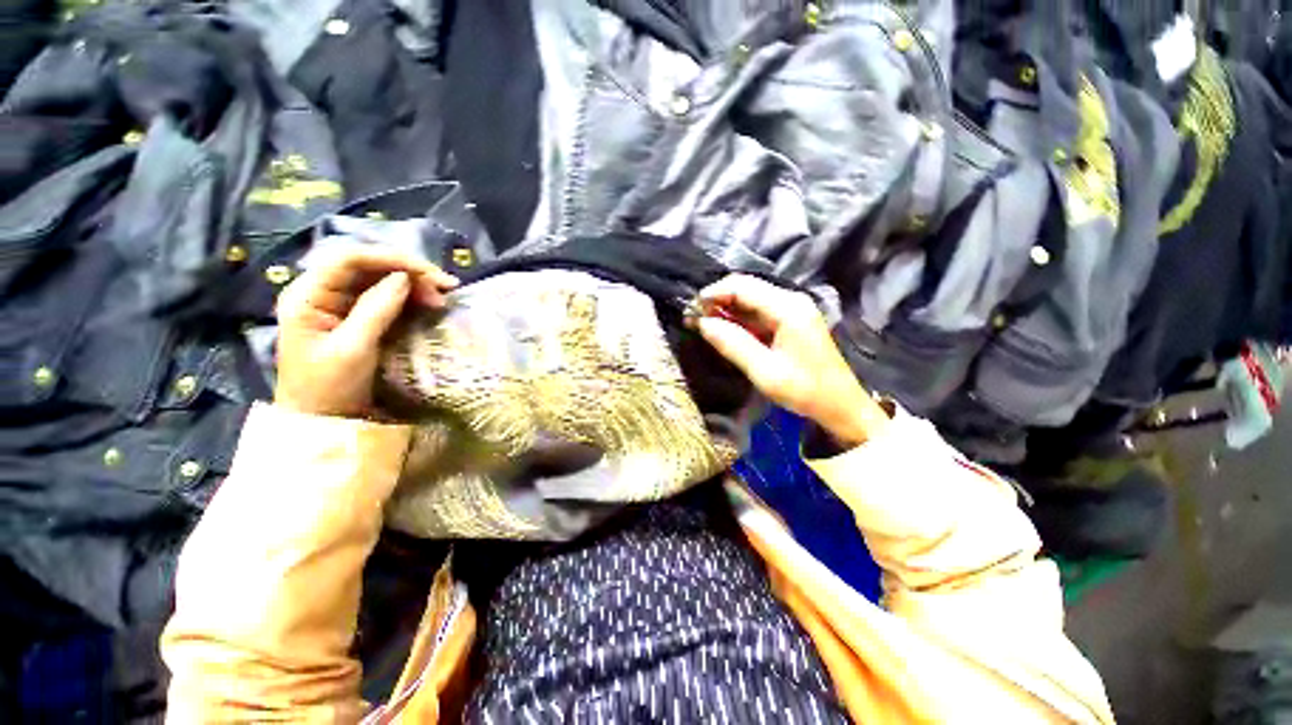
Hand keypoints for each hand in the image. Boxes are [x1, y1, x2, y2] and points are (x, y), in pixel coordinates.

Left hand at [275, 249, 458, 417]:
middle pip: (369, 267)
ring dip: (414, 285)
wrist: (322, 420)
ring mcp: (341, 305)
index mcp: (309, 295)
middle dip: (408, 272)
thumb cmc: (328, 387)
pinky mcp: (358, 318)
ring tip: (441, 299)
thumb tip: (404, 277)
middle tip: (444, 288)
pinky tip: (429, 304)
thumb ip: (377, 309)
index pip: (350, 259)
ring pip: (381, 281)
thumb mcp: (353, 348)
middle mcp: (323, 292)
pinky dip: (410, 299)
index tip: (428, 272)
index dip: (390, 258)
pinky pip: (387, 298)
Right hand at [695, 275, 888, 447]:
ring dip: (726, 309)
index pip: (742, 286)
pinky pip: (758, 311)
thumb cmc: (804, 390)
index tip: (691, 311)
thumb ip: (732, 344)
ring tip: (703, 324)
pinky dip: (739, 318)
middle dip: (717, 299)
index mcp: (788, 308)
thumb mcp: (764, 371)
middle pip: (746, 287)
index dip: (713, 294)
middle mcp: (791, 300)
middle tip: (694, 319)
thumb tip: (702, 323)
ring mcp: (793, 308)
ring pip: (750, 298)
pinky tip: (725, 329)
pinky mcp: (791, 319)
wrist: (840, 405)